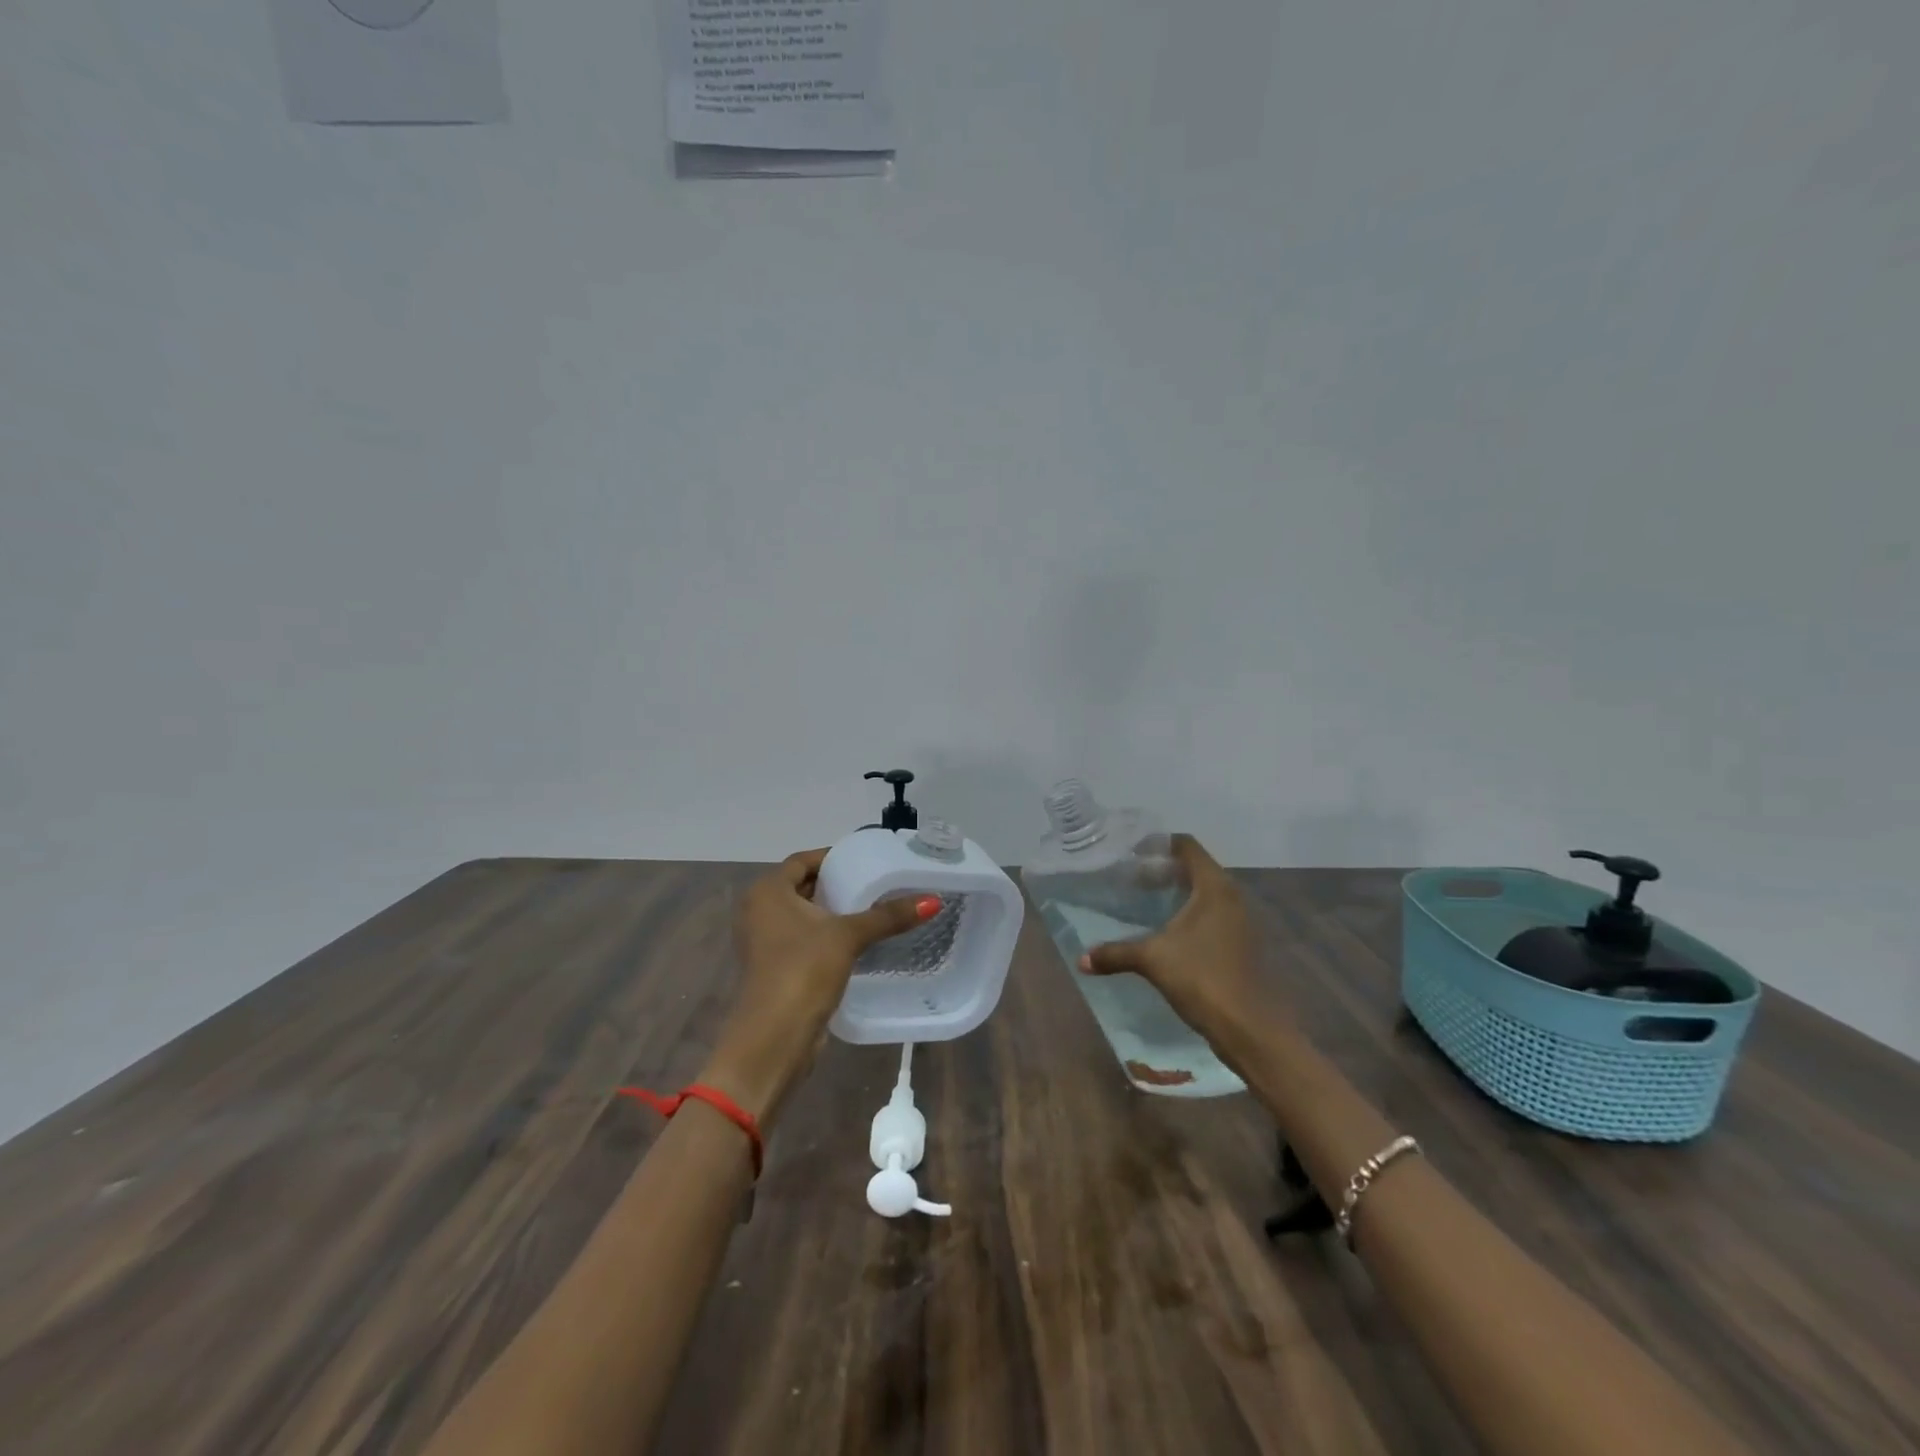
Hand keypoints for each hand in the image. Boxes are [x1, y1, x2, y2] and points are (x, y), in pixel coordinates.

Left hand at [702, 849, 939, 1125]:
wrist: (774, 1038)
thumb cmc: (803, 971)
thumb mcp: (848, 936)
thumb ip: (888, 916)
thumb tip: (933, 900)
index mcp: (767, 892)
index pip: (803, 860)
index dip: (833, 858)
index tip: (865, 860)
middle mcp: (758, 911)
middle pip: (802, 886)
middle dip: (836, 884)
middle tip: (874, 883)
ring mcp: (763, 942)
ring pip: (802, 916)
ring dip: (832, 912)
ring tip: (872, 909)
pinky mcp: (773, 968)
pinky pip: (802, 940)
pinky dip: (825, 936)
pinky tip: (856, 942)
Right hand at [1079, 834, 1274, 1040]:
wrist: (1251, 1029)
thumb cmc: (1202, 979)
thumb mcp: (1152, 960)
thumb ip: (1115, 954)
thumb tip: (1080, 959)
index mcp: (1214, 888)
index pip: (1187, 846)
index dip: (1159, 844)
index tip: (1131, 852)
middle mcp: (1232, 897)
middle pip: (1196, 868)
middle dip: (1164, 870)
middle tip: (1132, 878)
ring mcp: (1241, 922)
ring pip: (1205, 894)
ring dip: (1178, 894)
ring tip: (1145, 903)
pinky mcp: (1242, 945)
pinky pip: (1213, 916)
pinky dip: (1190, 915)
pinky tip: (1168, 933)